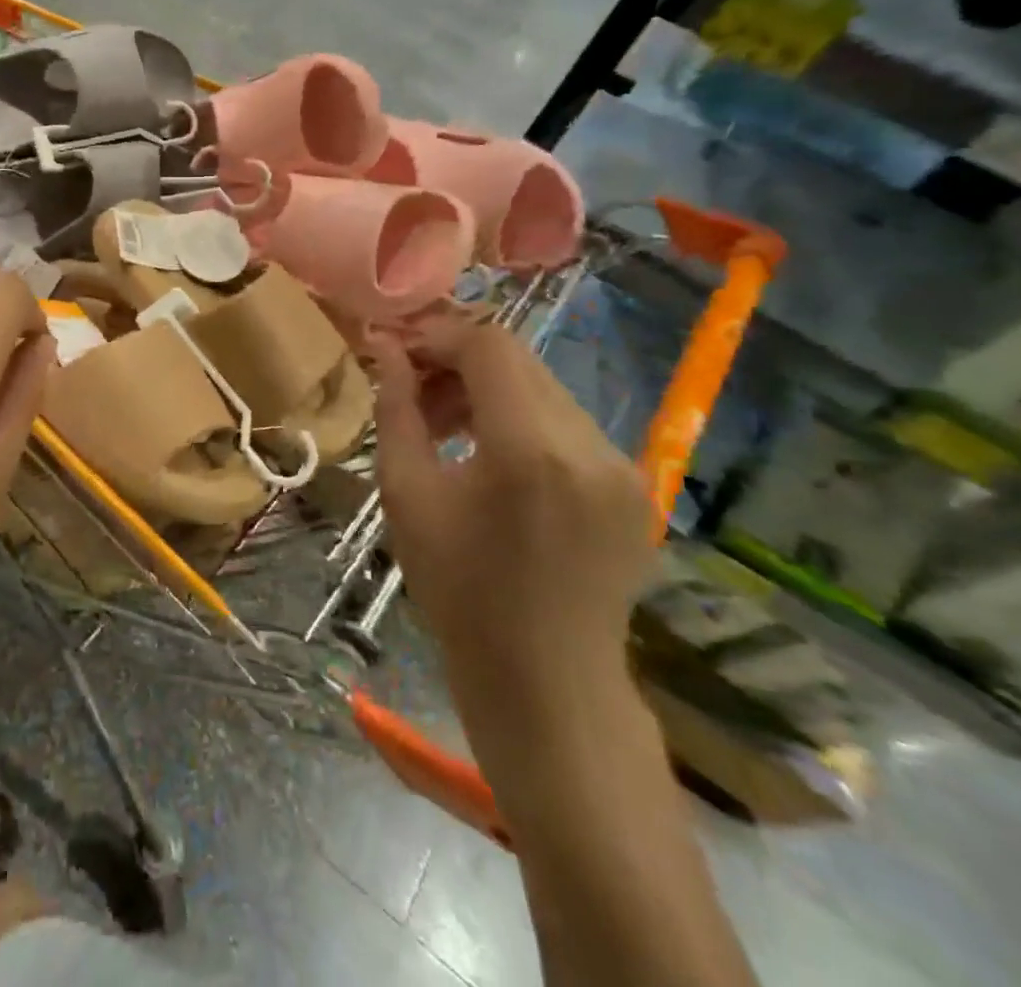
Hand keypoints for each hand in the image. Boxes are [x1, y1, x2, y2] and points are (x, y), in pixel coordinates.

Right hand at [369, 323, 651, 738]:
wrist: (546, 684)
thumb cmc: (459, 592)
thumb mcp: (407, 494)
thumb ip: (396, 409)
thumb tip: (385, 347)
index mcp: (529, 449)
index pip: (488, 346)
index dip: (437, 336)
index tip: (397, 354)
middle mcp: (589, 445)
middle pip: (519, 360)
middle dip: (458, 361)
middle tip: (414, 392)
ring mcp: (623, 466)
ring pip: (544, 389)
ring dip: (489, 391)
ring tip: (447, 428)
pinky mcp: (635, 486)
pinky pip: (568, 425)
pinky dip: (522, 421)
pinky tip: (492, 458)